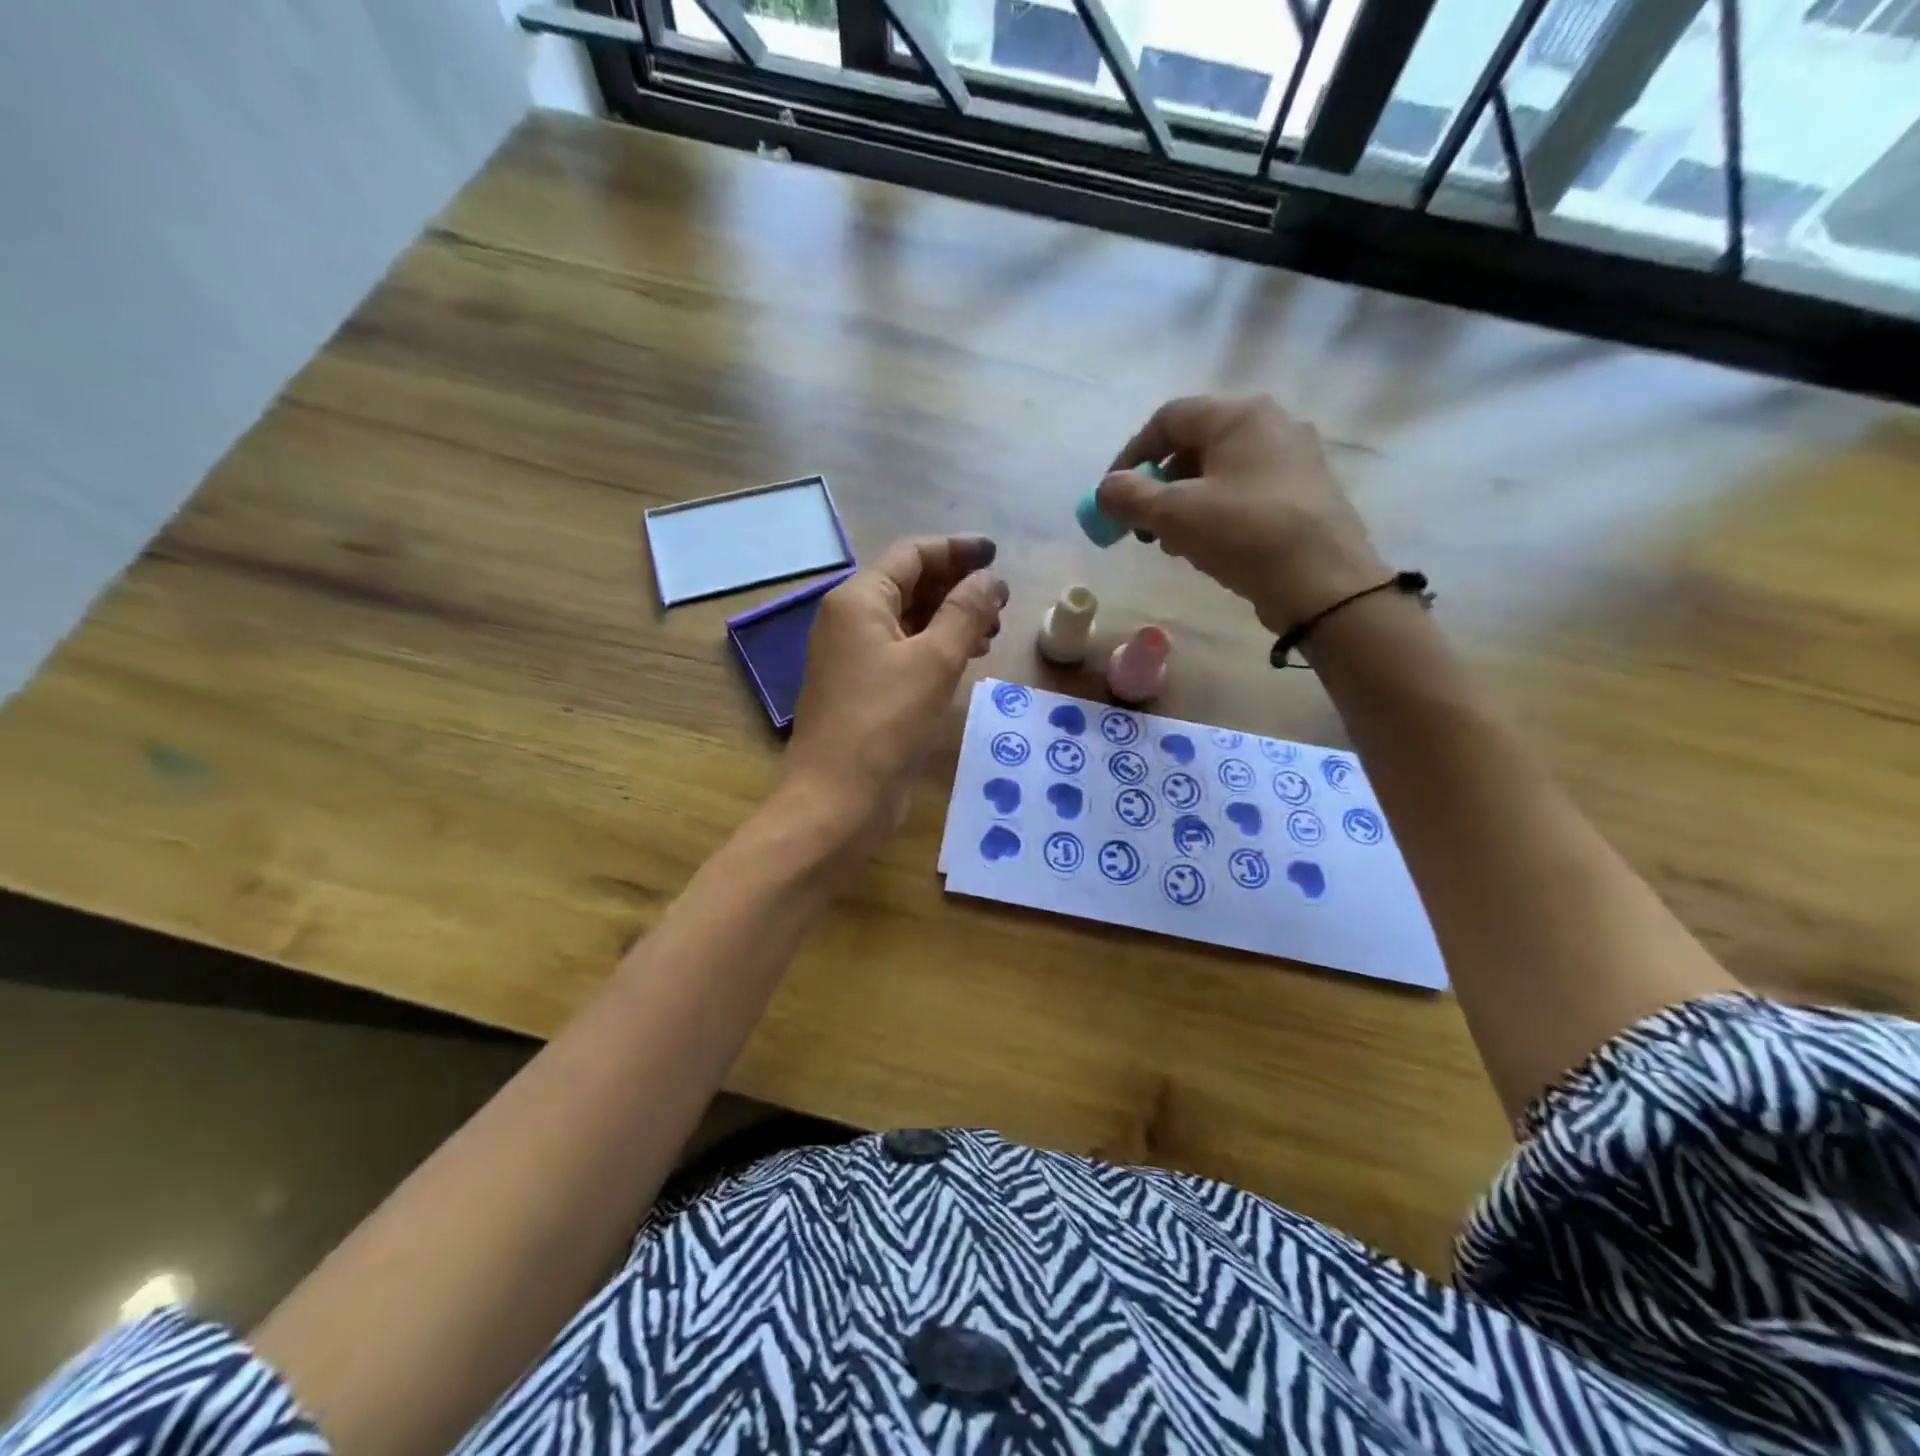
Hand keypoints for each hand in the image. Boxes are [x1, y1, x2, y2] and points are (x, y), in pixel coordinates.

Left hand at [780, 535, 1007, 854]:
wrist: (838, 798)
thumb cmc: (885, 721)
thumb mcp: (935, 660)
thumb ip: (966, 611)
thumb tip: (990, 578)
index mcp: (858, 599)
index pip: (912, 555)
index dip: (956, 550)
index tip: (997, 556)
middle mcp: (850, 620)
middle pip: (909, 585)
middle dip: (956, 586)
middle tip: (1001, 601)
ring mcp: (853, 656)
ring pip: (908, 620)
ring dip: (949, 619)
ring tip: (992, 631)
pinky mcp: (863, 689)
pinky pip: (903, 652)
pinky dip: (935, 648)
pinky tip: (965, 659)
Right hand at [1095, 394, 1386, 633]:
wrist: (1324, 583)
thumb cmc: (1246, 535)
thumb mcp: (1176, 515)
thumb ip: (1130, 497)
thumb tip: (1106, 490)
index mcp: (1240, 416)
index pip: (1168, 418)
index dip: (1131, 455)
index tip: (1112, 495)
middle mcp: (1271, 425)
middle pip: (1193, 444)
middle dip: (1157, 485)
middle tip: (1140, 525)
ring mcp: (1292, 459)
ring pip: (1218, 472)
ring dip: (1182, 504)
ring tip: (1169, 543)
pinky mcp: (1302, 493)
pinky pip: (1243, 492)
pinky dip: (1213, 512)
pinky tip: (1206, 548)